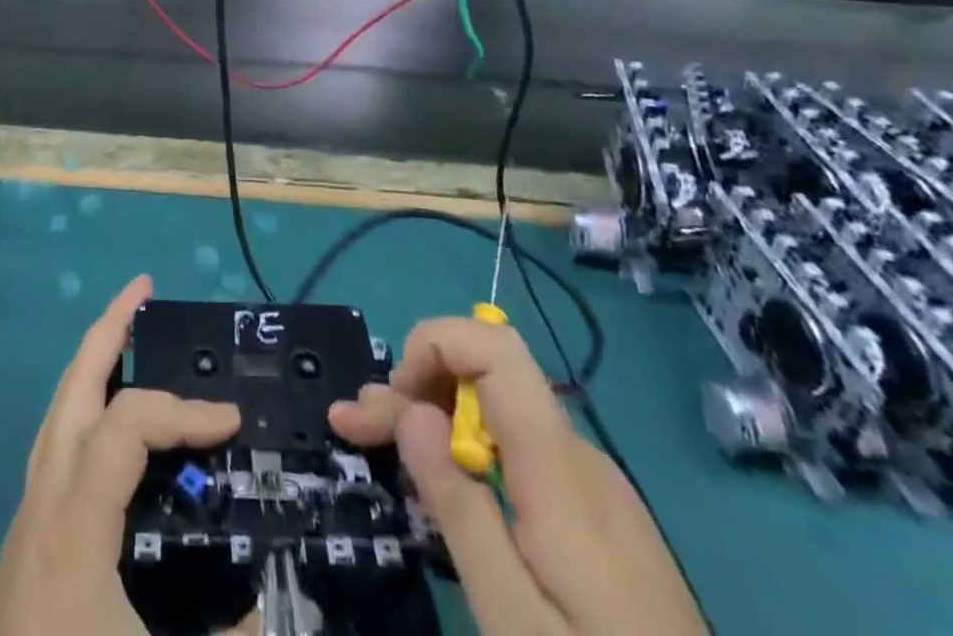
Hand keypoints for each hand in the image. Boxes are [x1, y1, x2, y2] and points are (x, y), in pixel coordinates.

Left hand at [0, 275, 240, 635]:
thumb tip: (273, 611)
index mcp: (73, 522)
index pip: (129, 423)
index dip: (185, 410)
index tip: (233, 423)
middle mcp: (41, 502)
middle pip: (71, 388)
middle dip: (108, 330)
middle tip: (143, 289)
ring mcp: (24, 521)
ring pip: (56, 414)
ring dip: (92, 366)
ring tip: (127, 335)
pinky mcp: (23, 546)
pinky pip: (55, 448)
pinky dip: (85, 413)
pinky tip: (108, 428)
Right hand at [330, 316, 706, 635]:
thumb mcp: (513, 620)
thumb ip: (459, 507)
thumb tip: (412, 408)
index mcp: (559, 469)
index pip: (496, 348)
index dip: (436, 344)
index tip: (394, 400)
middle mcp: (579, 457)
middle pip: (488, 378)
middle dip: (414, 386)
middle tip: (352, 425)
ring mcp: (595, 487)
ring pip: (501, 415)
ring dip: (436, 417)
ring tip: (383, 445)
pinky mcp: (600, 518)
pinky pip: (523, 452)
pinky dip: (471, 451)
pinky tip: (445, 485)